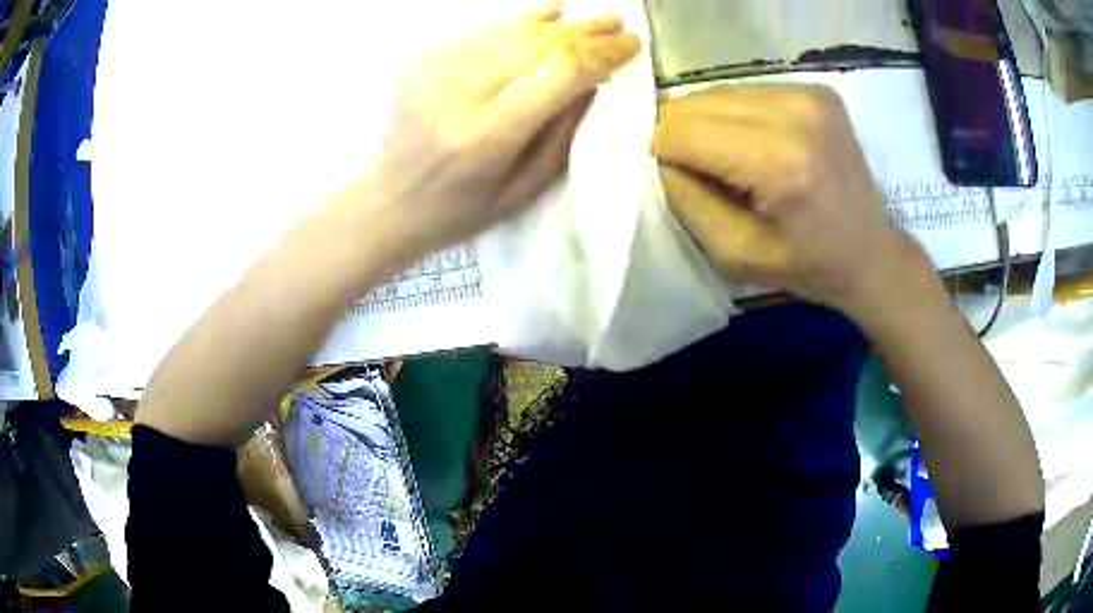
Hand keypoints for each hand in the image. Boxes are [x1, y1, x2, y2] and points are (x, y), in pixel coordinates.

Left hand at [349, 7, 640, 263]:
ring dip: (559, 24)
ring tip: (596, 20)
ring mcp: (435, 72)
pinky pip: (481, 30)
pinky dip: (519, 19)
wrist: (385, 202)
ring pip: (511, 31)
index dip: (600, 55)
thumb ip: (561, 136)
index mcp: (487, 136)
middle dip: (586, 33)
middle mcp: (459, 94)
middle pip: (536, 44)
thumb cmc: (457, 212)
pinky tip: (550, 10)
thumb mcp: (522, 192)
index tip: (630, 48)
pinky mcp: (423, 62)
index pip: (558, 73)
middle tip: (621, 26)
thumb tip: (595, 83)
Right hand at [652, 84, 935, 321]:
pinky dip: (737, 116)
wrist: (870, 252)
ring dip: (709, 123)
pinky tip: (756, 144)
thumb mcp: (733, 254)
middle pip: (697, 103)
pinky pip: (747, 91)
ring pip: (718, 92)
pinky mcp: (816, 89)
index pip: (682, 131)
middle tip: (702, 172)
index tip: (678, 182)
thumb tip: (660, 156)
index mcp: (779, 163)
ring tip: (731, 159)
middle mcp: (796, 114)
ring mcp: (809, 95)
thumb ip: (685, 200)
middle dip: (683, 134)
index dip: (664, 155)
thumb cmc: (806, 265)